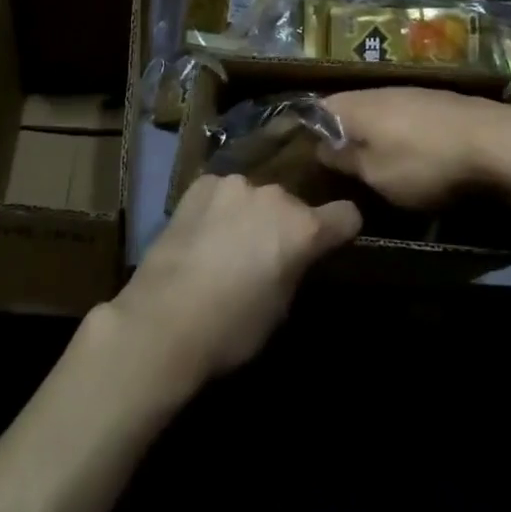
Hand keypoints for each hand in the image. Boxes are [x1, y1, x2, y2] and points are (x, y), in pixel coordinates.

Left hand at [106, 174, 360, 395]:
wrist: (164, 319)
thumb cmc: (231, 328)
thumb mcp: (280, 307)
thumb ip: (295, 267)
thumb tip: (293, 256)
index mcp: (302, 228)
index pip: (346, 215)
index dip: (341, 230)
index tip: (332, 242)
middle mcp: (274, 194)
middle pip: (293, 205)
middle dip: (285, 225)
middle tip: (265, 255)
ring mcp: (235, 183)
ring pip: (256, 196)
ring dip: (251, 214)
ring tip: (228, 244)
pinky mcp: (201, 183)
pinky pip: (222, 192)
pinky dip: (220, 208)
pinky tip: (202, 233)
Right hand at [316, 87, 510, 208]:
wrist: (496, 142)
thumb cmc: (424, 162)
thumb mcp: (376, 175)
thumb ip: (345, 160)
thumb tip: (320, 148)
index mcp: (355, 105)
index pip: (316, 110)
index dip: (308, 132)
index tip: (305, 158)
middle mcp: (377, 91)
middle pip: (348, 109)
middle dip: (342, 135)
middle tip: (338, 166)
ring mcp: (410, 93)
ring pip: (378, 112)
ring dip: (373, 135)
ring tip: (373, 163)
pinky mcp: (437, 102)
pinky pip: (404, 117)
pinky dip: (399, 134)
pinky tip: (409, 154)